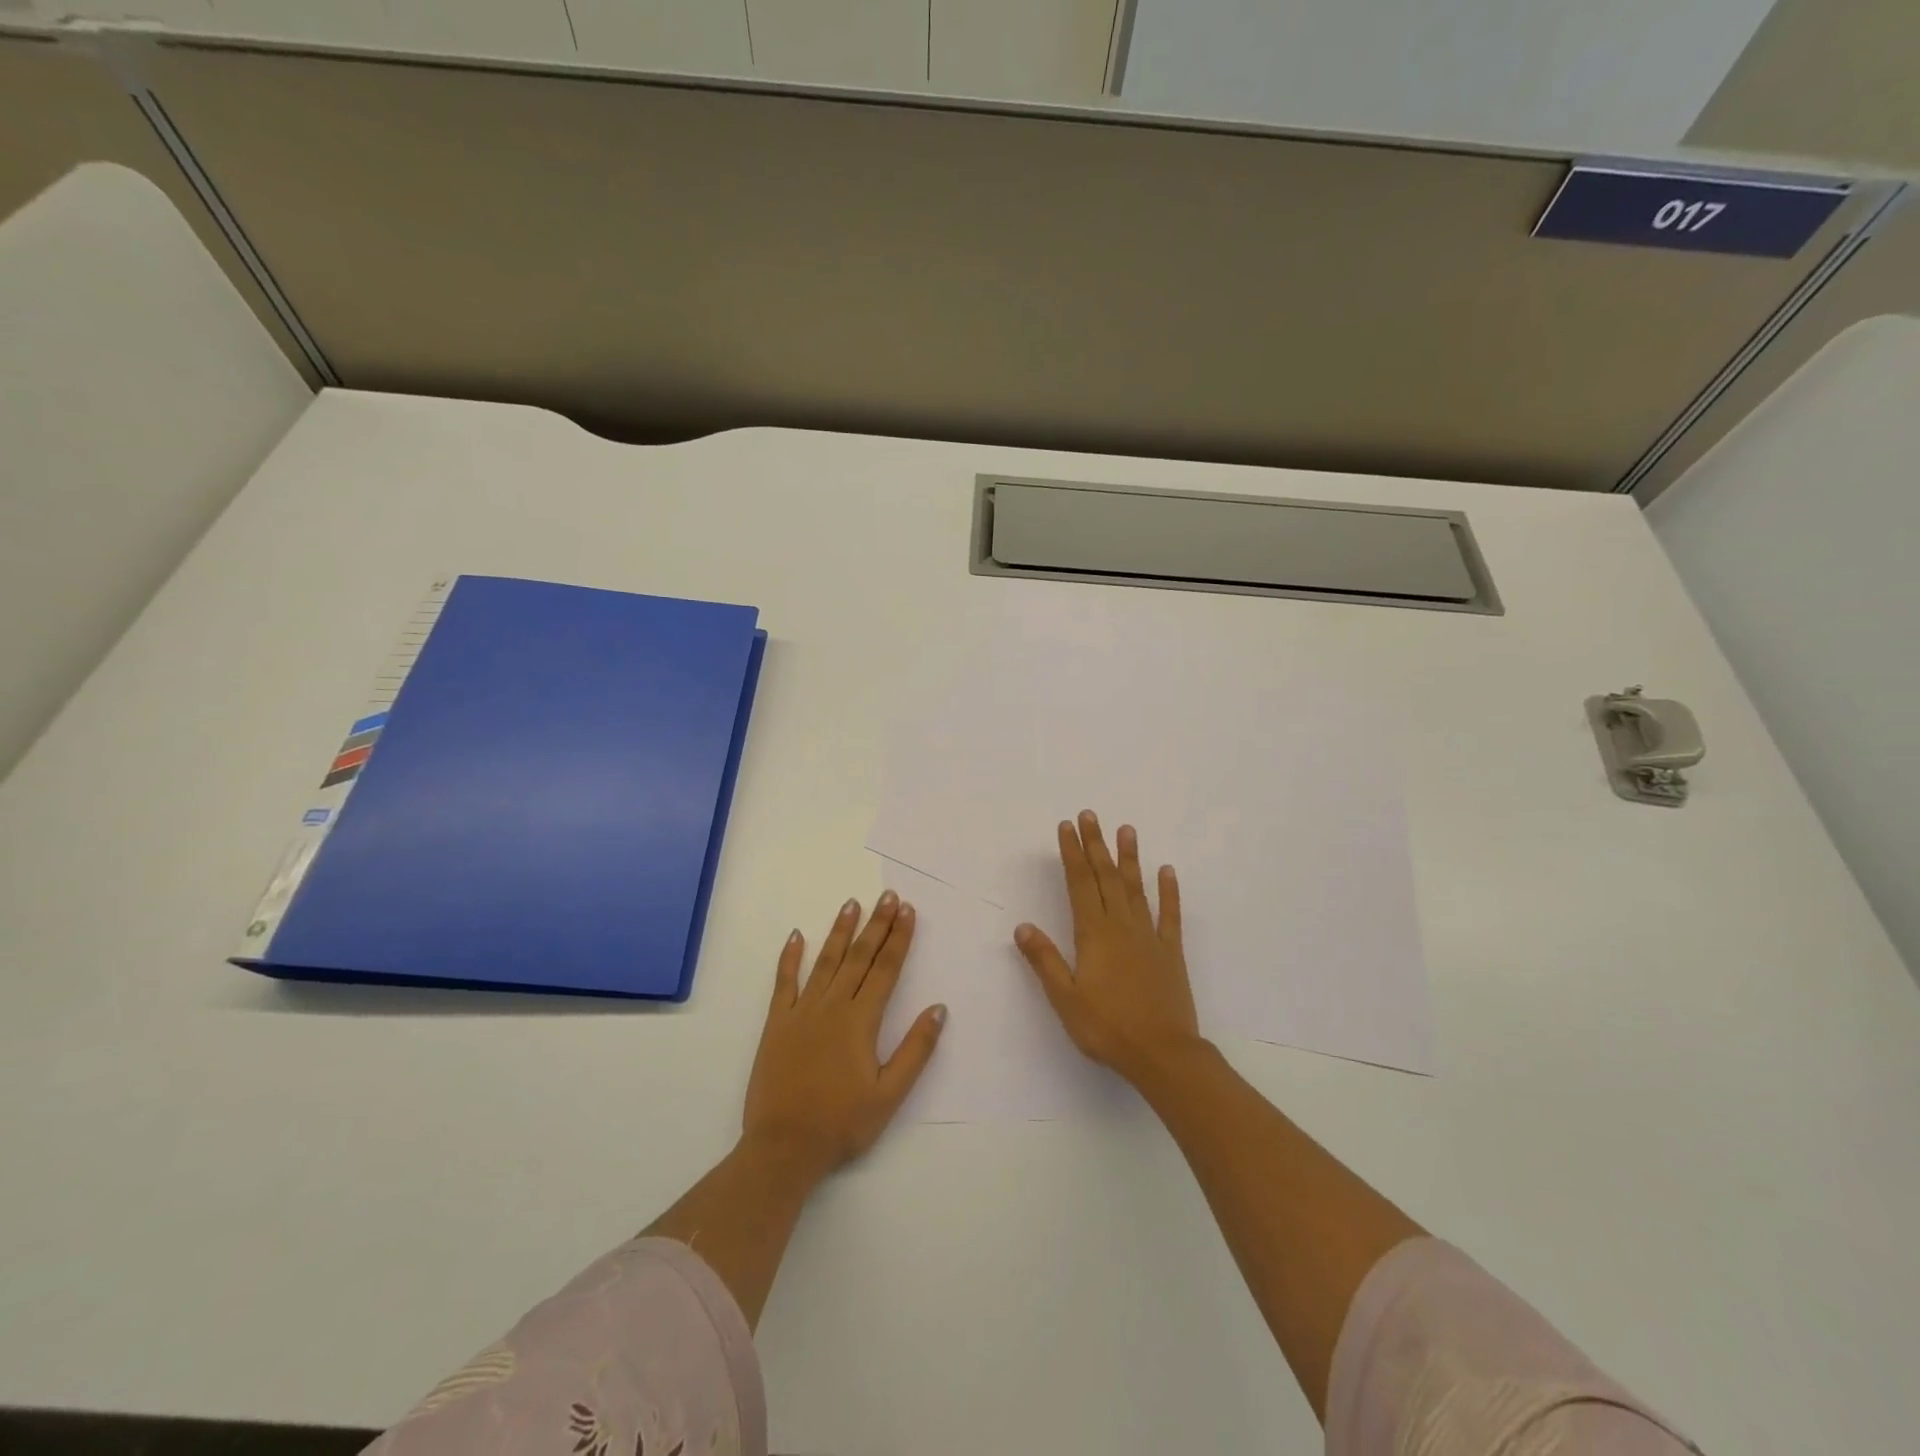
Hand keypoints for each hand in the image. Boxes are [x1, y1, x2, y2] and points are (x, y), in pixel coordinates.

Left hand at [742, 891, 945, 1181]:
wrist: (783, 1147)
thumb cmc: (842, 1124)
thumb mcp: (889, 1095)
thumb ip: (915, 1050)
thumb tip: (939, 1009)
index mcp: (861, 1021)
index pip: (886, 969)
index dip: (899, 938)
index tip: (908, 911)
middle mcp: (832, 1006)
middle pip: (859, 957)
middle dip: (877, 924)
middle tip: (888, 896)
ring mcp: (801, 1012)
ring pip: (825, 961)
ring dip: (840, 931)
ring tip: (851, 904)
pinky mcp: (776, 1024)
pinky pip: (783, 982)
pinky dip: (789, 958)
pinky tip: (795, 936)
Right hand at [1014, 811, 1202, 1084]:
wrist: (1163, 1054)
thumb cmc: (1108, 1028)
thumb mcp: (1065, 998)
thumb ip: (1044, 960)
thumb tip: (1022, 927)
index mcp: (1094, 934)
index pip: (1080, 884)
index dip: (1072, 854)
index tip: (1067, 827)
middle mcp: (1121, 926)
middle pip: (1106, 877)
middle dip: (1096, 845)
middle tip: (1090, 815)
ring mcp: (1149, 937)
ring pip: (1136, 888)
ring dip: (1129, 858)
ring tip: (1126, 829)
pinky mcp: (1171, 952)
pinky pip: (1169, 915)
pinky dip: (1169, 891)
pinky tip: (1167, 870)